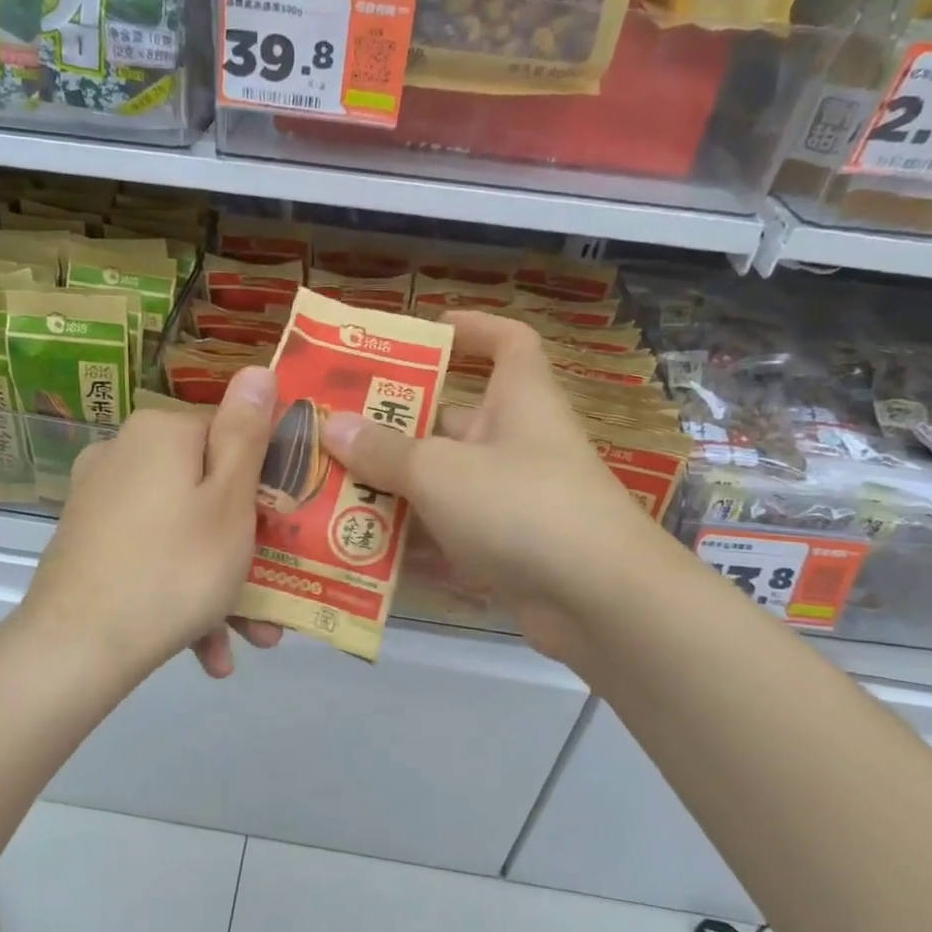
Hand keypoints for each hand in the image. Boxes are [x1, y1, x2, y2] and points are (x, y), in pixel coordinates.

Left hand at [23, 367, 284, 684]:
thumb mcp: (229, 500)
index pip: (232, 434)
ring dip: (220, 580)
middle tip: (275, 592)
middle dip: (245, 543)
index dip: (267, 480)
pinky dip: (180, 592)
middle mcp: (123, 453)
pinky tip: (206, 650)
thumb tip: (257, 369)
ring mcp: (99, 499)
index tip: (288, 526)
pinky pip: (150, 556)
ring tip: (250, 635)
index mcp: (161, 432)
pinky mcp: (87, 542)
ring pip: (181, 530)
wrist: (76, 649)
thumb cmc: (175, 568)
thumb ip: (246, 434)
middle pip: (206, 488)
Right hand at [320, 312, 644, 664]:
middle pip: (452, 420)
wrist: (600, 602)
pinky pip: (451, 534)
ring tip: (332, 490)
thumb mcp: (440, 471)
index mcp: (518, 400)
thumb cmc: (521, 505)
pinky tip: (362, 549)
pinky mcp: (508, 550)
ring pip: (444, 483)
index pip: (507, 343)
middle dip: (396, 426)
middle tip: (335, 431)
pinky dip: (414, 541)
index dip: (472, 328)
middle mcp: (518, 443)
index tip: (426, 330)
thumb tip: (331, 425)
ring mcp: (514, 500)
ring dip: (395, 489)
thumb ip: (383, 451)